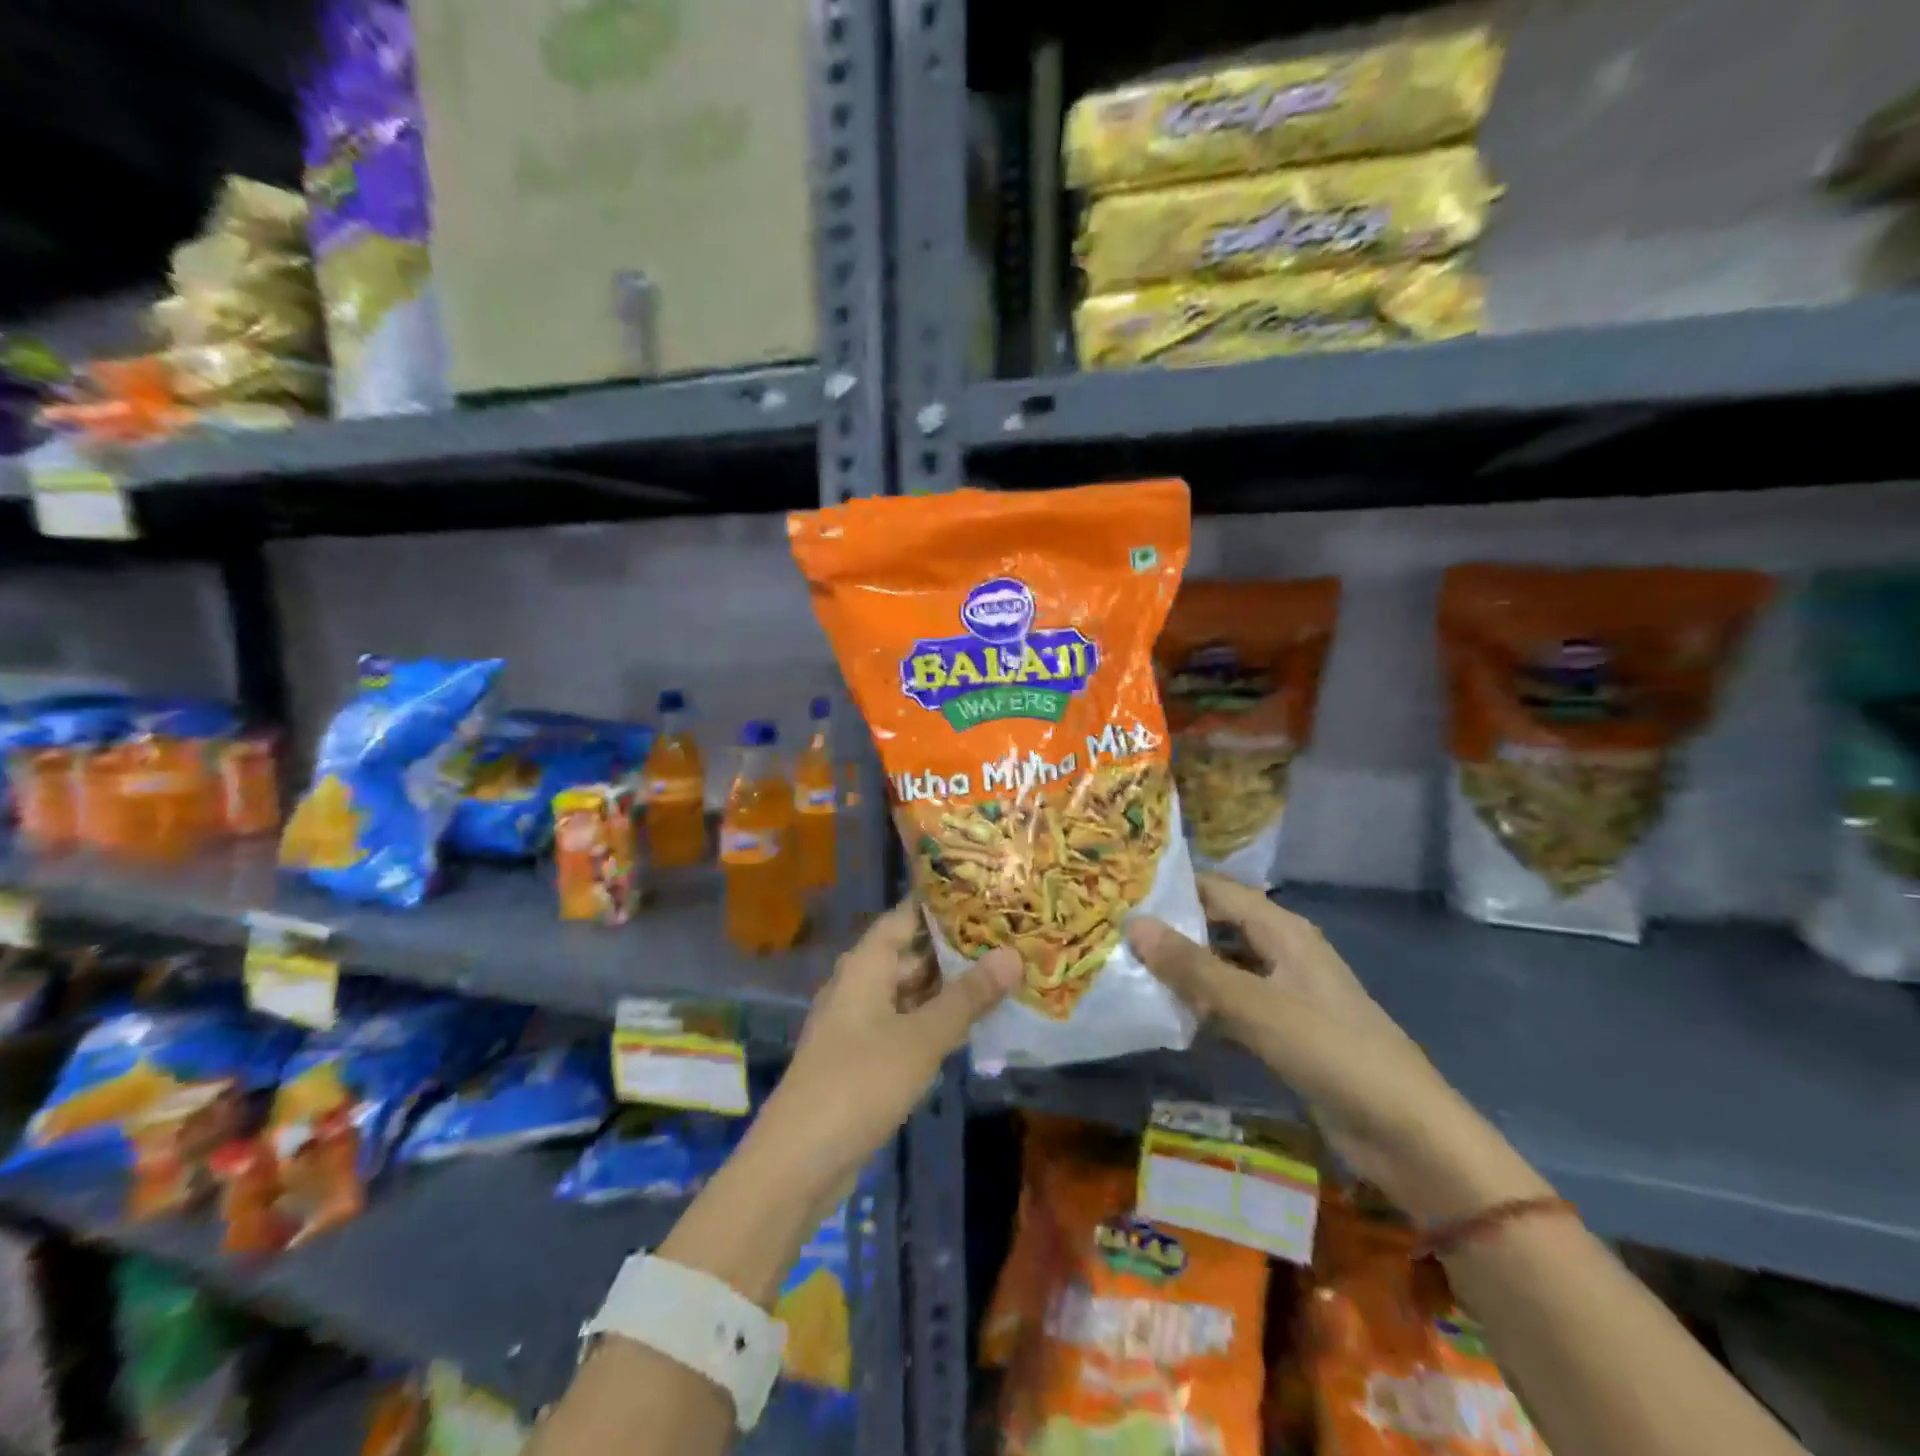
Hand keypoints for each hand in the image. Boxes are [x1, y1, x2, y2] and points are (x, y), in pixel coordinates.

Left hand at [753, 902, 1020, 1204]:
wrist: (798, 1161)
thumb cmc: (859, 1083)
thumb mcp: (921, 1038)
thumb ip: (968, 997)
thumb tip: (1014, 955)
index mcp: (866, 964)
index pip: (906, 915)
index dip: (942, 903)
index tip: (986, 892)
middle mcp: (861, 984)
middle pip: (911, 953)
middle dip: (956, 947)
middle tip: (1009, 936)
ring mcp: (860, 1021)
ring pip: (911, 991)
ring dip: (949, 986)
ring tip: (1002, 974)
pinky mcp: (864, 1056)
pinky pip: (906, 1023)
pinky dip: (935, 1019)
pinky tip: (971, 1023)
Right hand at [1128, 875, 1541, 1221]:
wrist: (1409, 1135)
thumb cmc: (1333, 1053)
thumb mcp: (1256, 1006)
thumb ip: (1193, 968)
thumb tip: (1133, 924)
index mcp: (1283, 930)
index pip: (1217, 890)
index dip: (1172, 886)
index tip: (1120, 889)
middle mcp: (1282, 951)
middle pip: (1217, 925)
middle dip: (1171, 929)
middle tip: (1113, 931)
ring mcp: (1284, 992)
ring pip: (1222, 967)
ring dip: (1183, 970)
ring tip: (1127, 969)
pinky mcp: (1284, 1031)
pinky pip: (1232, 1005)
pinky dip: (1203, 1007)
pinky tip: (1167, 1017)